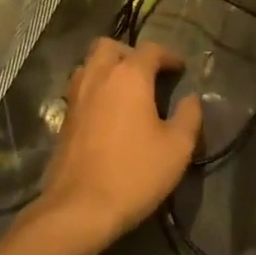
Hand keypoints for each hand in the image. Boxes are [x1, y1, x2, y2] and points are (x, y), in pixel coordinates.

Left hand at [38, 37, 202, 246]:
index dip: (169, 56)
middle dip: (130, 53)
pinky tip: (108, 113)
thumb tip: (191, 98)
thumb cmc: (135, 173)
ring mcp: (76, 97)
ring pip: (89, 65)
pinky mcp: (64, 119)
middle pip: (109, 46)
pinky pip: (80, 89)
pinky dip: (95, 89)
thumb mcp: (177, 148)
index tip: (181, 69)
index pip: (150, 50)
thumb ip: (189, 116)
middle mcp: (98, 77)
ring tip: (126, 90)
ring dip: (107, 68)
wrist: (80, 208)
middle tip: (148, 73)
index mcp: (129, 77)